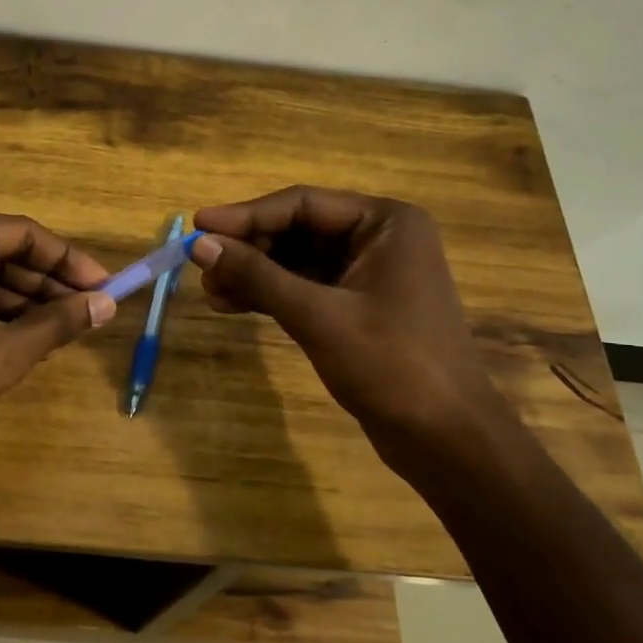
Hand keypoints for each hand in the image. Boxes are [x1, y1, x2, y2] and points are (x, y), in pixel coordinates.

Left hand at [0, 208, 114, 474]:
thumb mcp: (3, 353)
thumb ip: (58, 322)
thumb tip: (106, 304)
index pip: (20, 234)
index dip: (68, 262)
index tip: (103, 287)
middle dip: (40, 283)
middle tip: (82, 313)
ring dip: (10, 299)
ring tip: (52, 332)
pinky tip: (8, 338)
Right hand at [191, 187, 510, 473]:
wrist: (445, 438)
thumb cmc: (391, 366)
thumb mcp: (318, 316)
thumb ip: (257, 276)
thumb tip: (199, 245)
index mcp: (386, 223)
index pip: (302, 204)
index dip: (245, 215)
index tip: (196, 225)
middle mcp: (379, 239)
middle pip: (297, 229)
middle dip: (248, 249)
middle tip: (201, 266)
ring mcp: (369, 274)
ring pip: (297, 260)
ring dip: (254, 273)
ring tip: (210, 291)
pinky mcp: (358, 307)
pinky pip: (305, 287)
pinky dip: (270, 295)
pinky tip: (232, 305)